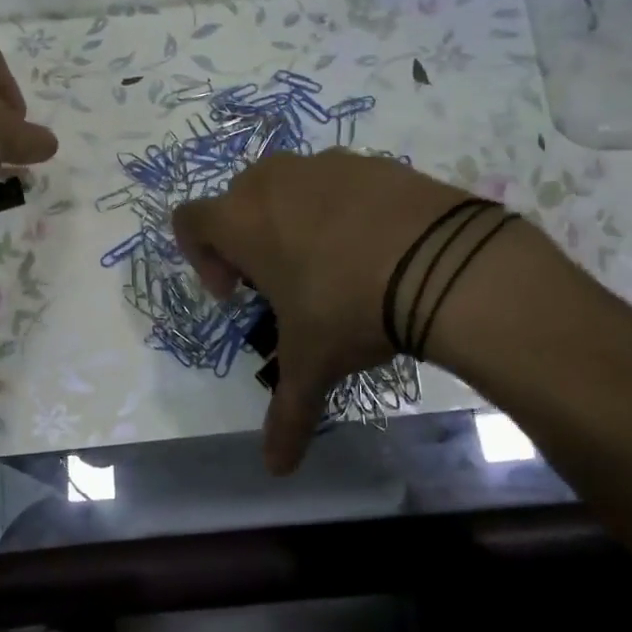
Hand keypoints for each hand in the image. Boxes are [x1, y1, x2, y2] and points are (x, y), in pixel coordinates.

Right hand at [173, 151, 472, 474]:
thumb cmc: (348, 308)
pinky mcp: (375, 162)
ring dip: (295, 222)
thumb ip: (288, 414)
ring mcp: (327, 165)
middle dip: (249, 240)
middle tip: (282, 282)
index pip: (189, 221)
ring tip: (334, 266)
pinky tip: (377, 250)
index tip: (236, 294)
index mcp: (241, 220)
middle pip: (239, 201)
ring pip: (290, 187)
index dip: (201, 258)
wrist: (442, 263)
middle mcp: (274, 182)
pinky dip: (345, 210)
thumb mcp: (313, 364)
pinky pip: (341, 182)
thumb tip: (276, 469)